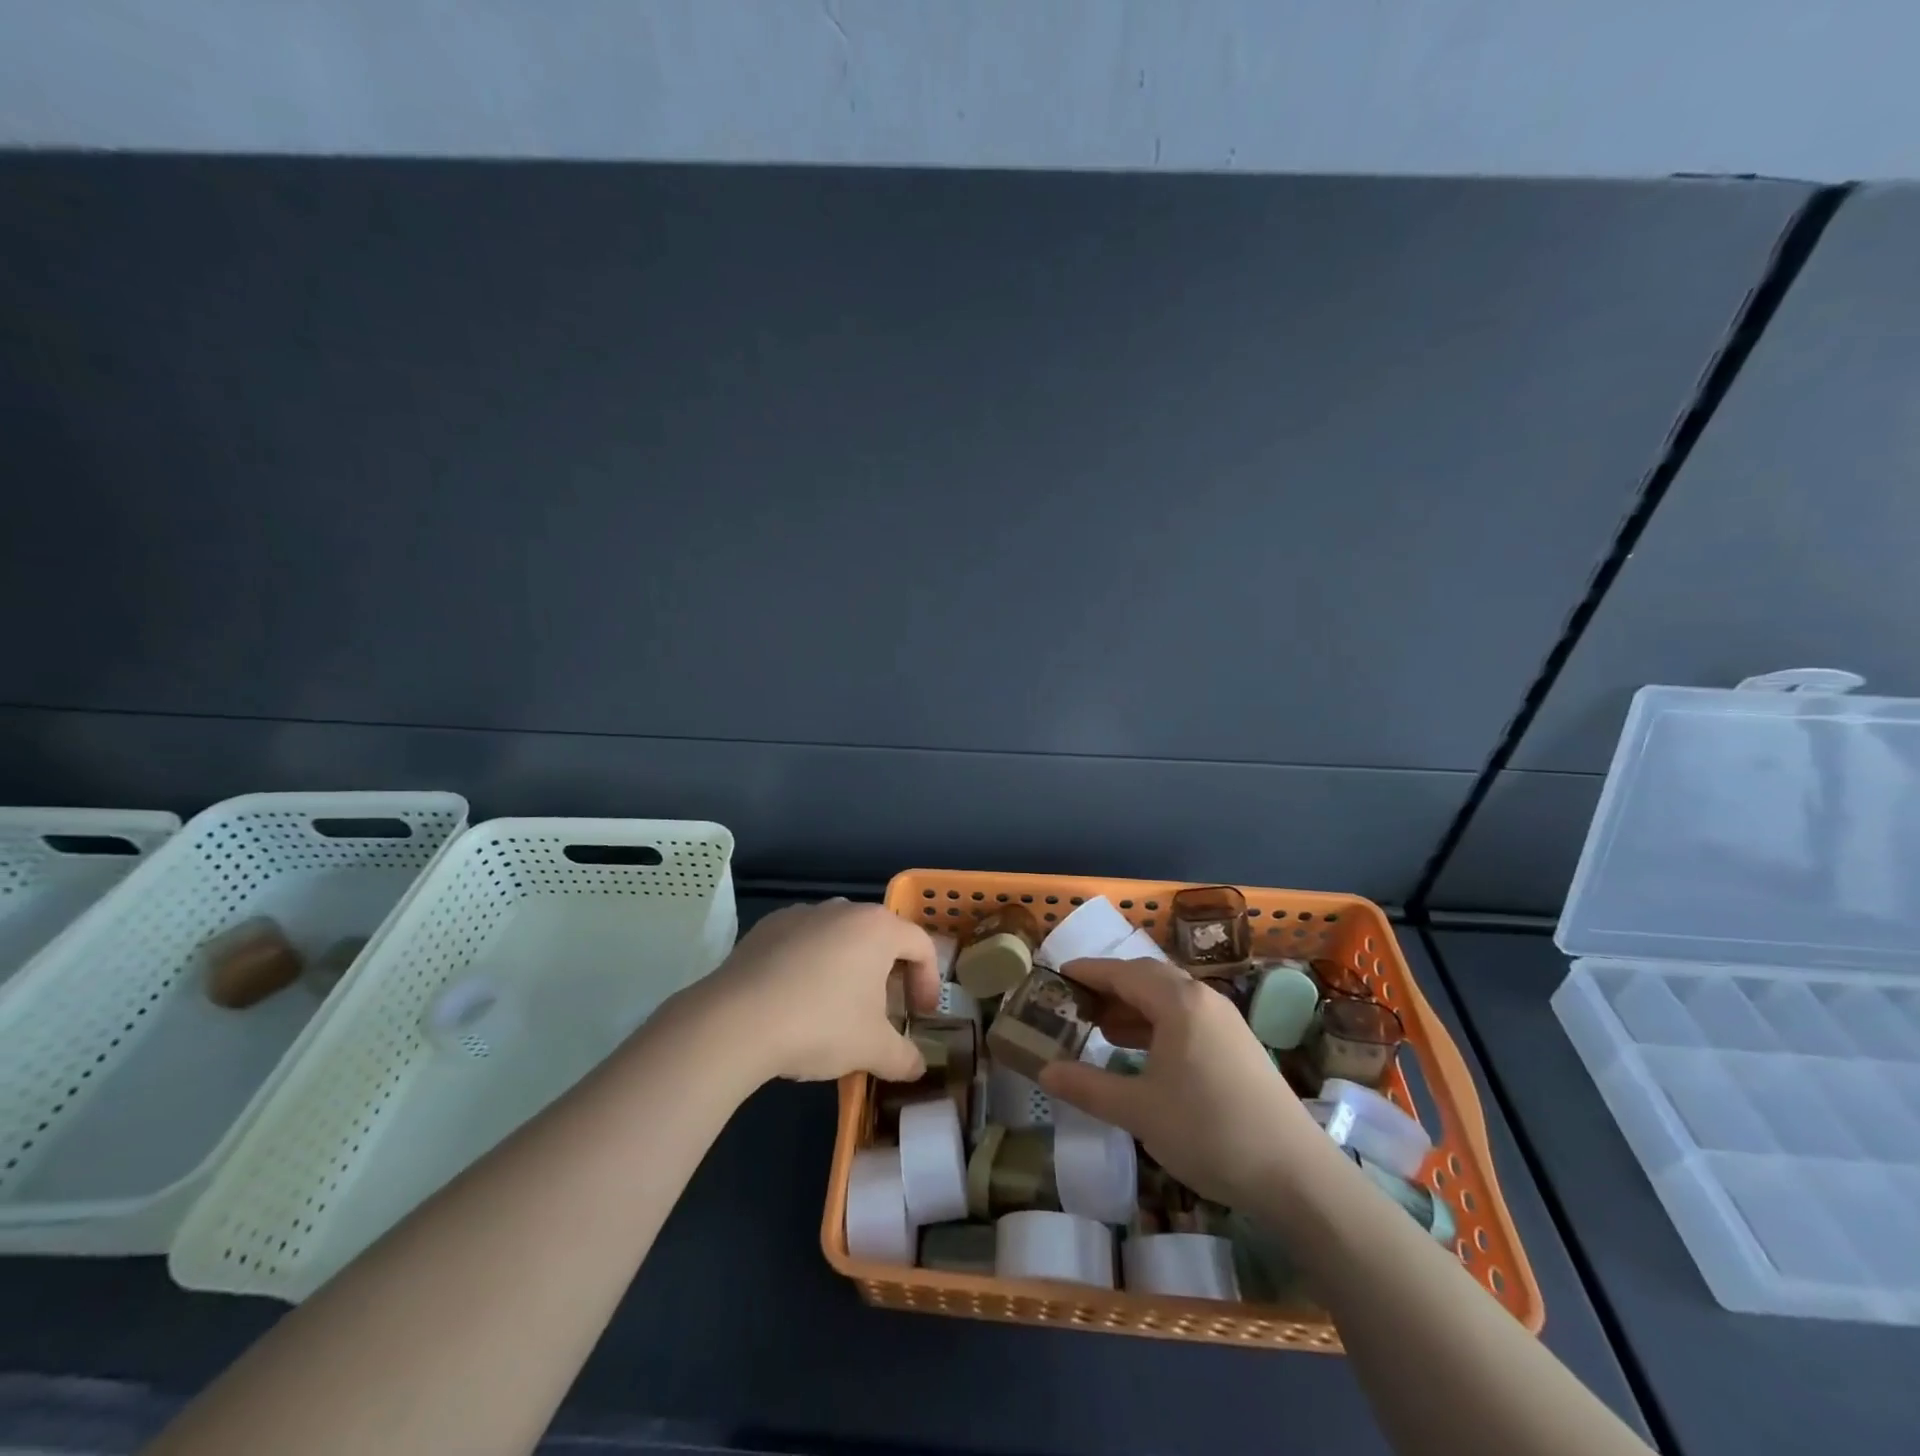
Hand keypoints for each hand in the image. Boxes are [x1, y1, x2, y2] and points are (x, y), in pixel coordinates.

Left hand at [688, 900, 939, 1083]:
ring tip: (837, 1009)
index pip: (920, 945)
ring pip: (839, 938)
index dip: (928, 981)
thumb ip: (904, 1057)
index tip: (920, 1015)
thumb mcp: (872, 1049)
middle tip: (882, 1014)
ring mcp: (801, 914)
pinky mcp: (766, 927)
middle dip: (887, 976)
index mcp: (878, 928)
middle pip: (879, 938)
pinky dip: (809, 965)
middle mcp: (843, 909)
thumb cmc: (820, 1024)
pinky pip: (802, 943)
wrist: (736, 1021)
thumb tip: (918, 1068)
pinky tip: (796, 1001)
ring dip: (847, 969)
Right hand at [1039, 957, 1322, 1208]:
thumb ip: (1088, 1087)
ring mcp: (1226, 1023)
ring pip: (1170, 1000)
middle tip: (1076, 1003)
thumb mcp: (1139, 1111)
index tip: (1059, 974)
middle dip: (1110, 987)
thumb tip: (1044, 1072)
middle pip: (1148, 979)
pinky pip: (1187, 1019)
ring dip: (1134, 1007)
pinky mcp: (1239, 1047)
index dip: (1089, 971)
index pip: (1123, 972)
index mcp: (1179, 1002)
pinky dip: (1158, 1025)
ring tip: (1101, 1028)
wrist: (1296, 1176)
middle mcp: (1204, 1000)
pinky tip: (1143, 1054)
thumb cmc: (1209, 1131)